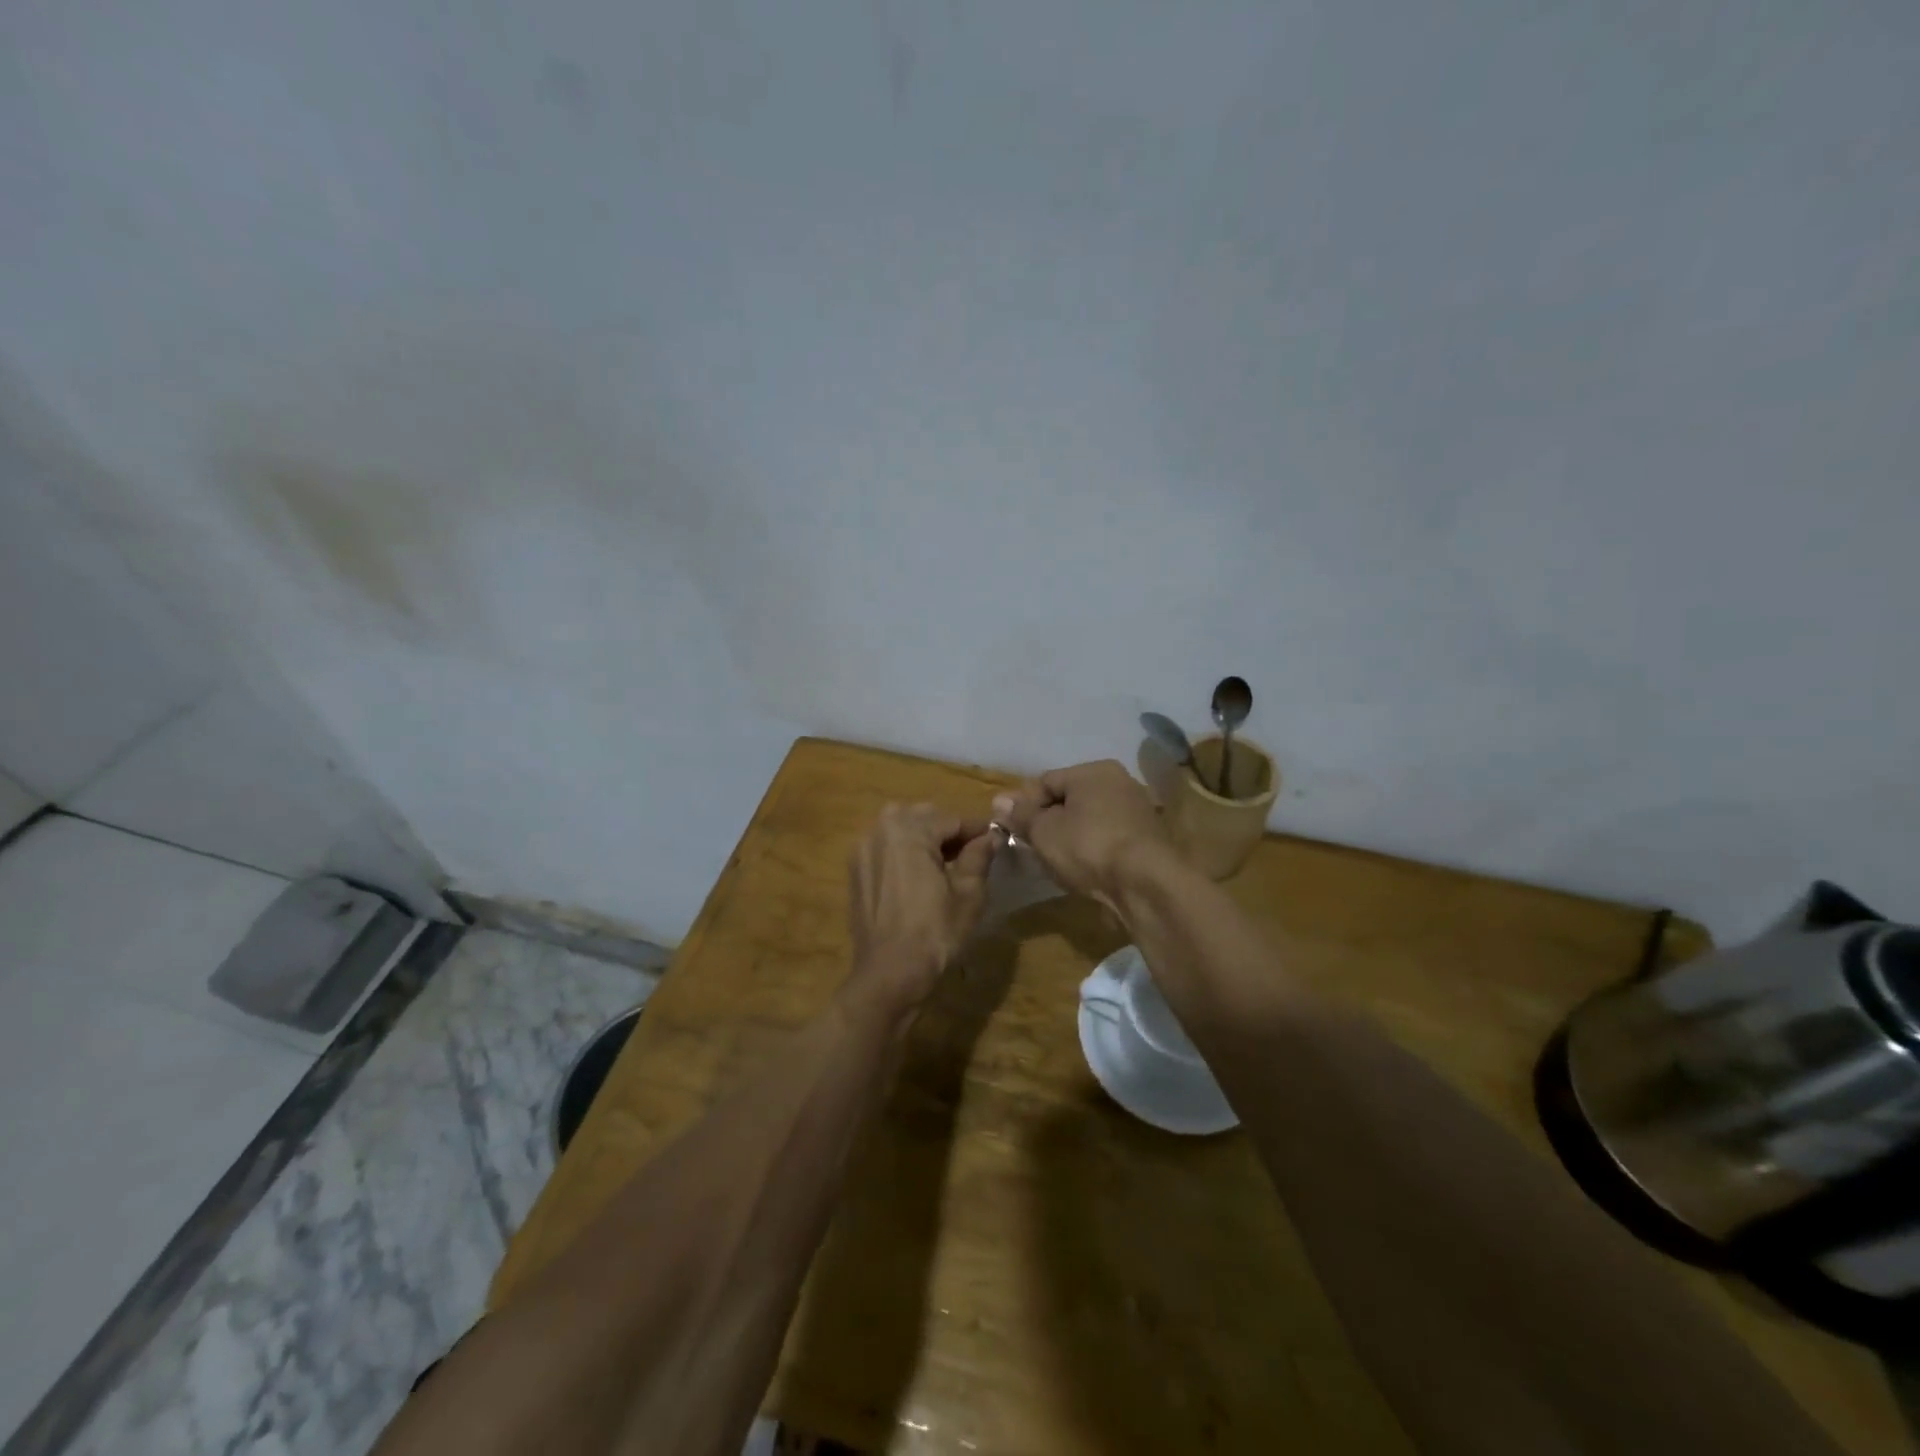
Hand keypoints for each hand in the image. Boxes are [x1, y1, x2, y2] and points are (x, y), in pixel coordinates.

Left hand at [847, 804, 996, 1014]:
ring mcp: (862, 849)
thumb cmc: (934, 933)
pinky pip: (885, 848)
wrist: (889, 974)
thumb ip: (978, 857)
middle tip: (971, 853)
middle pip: (923, 817)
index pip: (951, 819)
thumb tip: (989, 837)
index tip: (995, 838)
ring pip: (900, 829)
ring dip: (924, 838)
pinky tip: (919, 876)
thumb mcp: (968, 894)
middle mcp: (879, 830)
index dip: (976, 829)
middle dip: (948, 830)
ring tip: (946, 864)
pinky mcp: (855, 870)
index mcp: (908, 829)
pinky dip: (903, 852)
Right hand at [993, 761, 1170, 910]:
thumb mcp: (1043, 830)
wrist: (1144, 884)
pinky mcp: (1145, 841)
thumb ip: (1020, 814)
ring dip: (1067, 837)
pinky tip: (1079, 870)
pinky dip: (1089, 850)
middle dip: (1045, 821)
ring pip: (1088, 820)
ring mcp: (1136, 812)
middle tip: (1028, 846)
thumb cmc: (1087, 846)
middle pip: (1069, 799)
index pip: (1046, 780)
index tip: (1007, 828)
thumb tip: (999, 801)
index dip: (1022, 804)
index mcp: (1094, 771)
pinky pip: (1106, 839)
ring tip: (1051, 861)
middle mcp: (1119, 783)